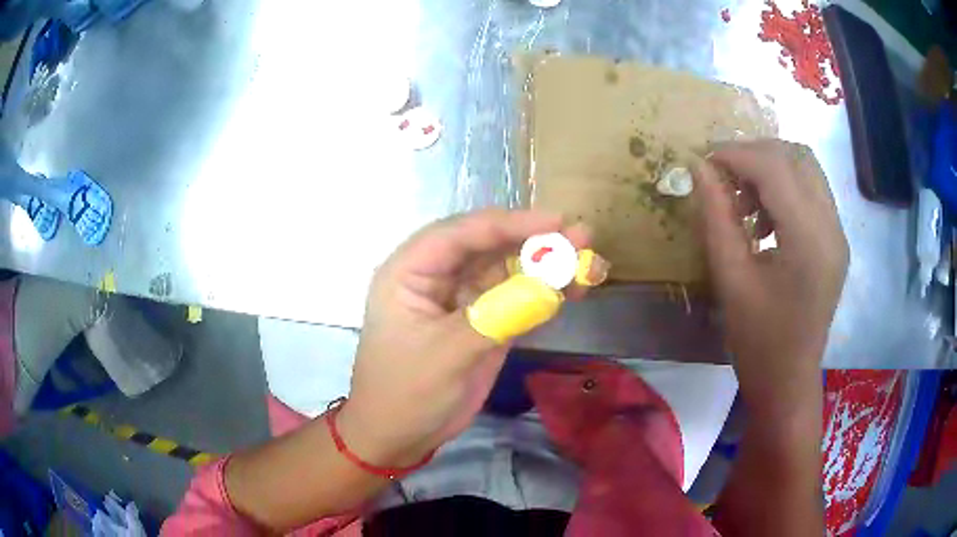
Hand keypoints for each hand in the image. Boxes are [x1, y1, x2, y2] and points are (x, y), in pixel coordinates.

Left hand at [338, 209, 590, 467]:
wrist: (399, 436)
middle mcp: (437, 277)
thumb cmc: (406, 393)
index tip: (555, 222)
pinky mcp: (483, 322)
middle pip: (489, 246)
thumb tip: (550, 287)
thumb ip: (497, 317)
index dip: (509, 223)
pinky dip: (544, 294)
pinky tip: (572, 291)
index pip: (460, 234)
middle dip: (535, 241)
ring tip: (588, 264)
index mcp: (410, 271)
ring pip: (507, 271)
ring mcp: (462, 299)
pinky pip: (516, 299)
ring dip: (545, 267)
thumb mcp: (446, 354)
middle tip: (582, 237)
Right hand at [692, 140, 847, 395]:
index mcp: (809, 240)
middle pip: (796, 156)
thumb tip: (701, 168)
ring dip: (771, 168)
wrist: (788, 380)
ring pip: (806, 168)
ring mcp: (838, 232)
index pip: (775, 168)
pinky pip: (812, 191)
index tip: (704, 159)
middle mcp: (832, 227)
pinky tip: (765, 216)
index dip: (736, 154)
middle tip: (724, 175)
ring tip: (744, 198)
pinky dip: (785, 186)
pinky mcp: (836, 240)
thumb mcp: (730, 278)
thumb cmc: (757, 340)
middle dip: (755, 154)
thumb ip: (716, 217)